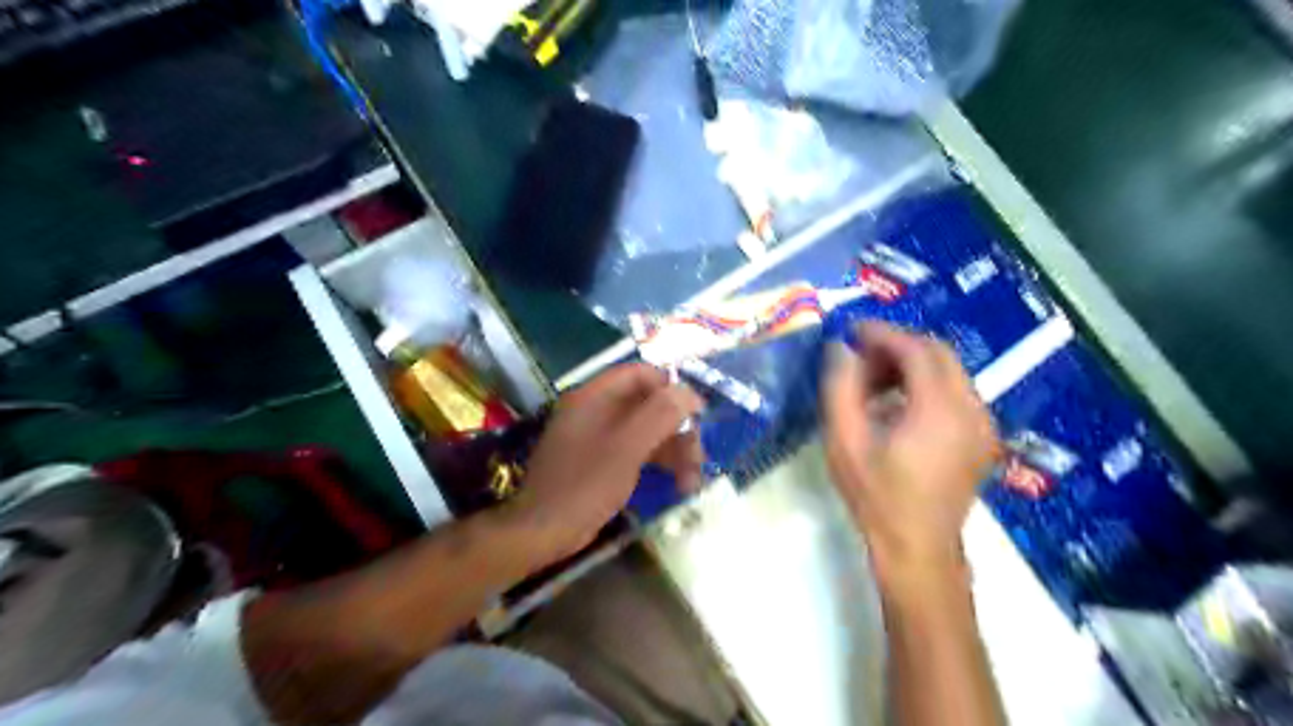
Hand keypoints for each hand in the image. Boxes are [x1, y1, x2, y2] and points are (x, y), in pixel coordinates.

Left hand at [506, 366, 704, 562]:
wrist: (543, 532)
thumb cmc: (585, 484)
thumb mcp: (627, 447)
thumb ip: (660, 414)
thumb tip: (689, 393)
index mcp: (594, 396)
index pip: (640, 374)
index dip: (672, 388)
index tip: (698, 412)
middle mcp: (594, 410)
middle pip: (647, 405)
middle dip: (677, 429)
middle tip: (699, 458)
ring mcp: (595, 437)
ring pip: (644, 431)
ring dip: (672, 451)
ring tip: (692, 481)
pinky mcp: (599, 462)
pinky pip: (635, 451)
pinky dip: (657, 463)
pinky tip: (677, 484)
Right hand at [823, 323, 991, 588]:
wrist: (918, 548)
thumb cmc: (876, 495)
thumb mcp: (844, 440)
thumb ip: (840, 387)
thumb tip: (840, 349)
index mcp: (940, 408)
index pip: (916, 349)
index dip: (882, 334)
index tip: (851, 332)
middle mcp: (971, 409)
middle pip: (938, 353)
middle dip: (897, 346)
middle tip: (860, 358)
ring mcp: (982, 424)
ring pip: (949, 371)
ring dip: (911, 365)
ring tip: (874, 384)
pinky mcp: (982, 438)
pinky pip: (956, 393)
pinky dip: (926, 385)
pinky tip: (897, 405)